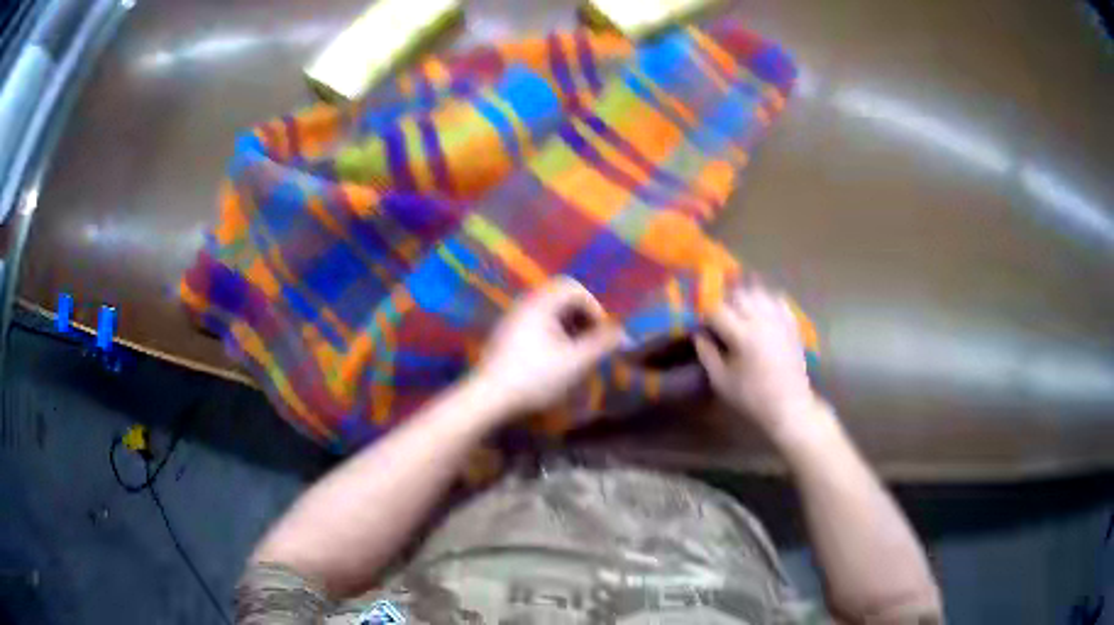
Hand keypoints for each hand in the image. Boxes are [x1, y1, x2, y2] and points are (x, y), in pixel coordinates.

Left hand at [472, 277, 625, 416]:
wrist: (490, 397)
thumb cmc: (535, 377)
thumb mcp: (576, 362)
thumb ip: (601, 344)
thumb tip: (621, 333)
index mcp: (540, 304)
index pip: (573, 288)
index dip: (593, 307)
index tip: (600, 333)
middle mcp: (525, 306)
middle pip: (561, 299)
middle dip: (582, 318)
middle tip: (591, 343)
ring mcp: (512, 322)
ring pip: (549, 315)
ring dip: (569, 329)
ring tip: (576, 355)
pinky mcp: (506, 338)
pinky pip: (536, 327)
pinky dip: (553, 337)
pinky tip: (554, 363)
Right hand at [694, 282, 816, 438]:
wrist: (789, 405)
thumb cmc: (751, 397)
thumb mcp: (721, 380)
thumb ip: (707, 353)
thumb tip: (698, 334)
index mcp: (742, 334)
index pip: (717, 311)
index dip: (706, 316)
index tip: (703, 326)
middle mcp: (762, 320)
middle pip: (739, 295)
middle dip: (725, 303)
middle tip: (720, 319)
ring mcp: (780, 319)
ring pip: (759, 293)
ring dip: (746, 298)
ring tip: (740, 312)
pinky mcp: (792, 324)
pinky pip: (778, 300)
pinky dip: (767, 301)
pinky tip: (762, 312)